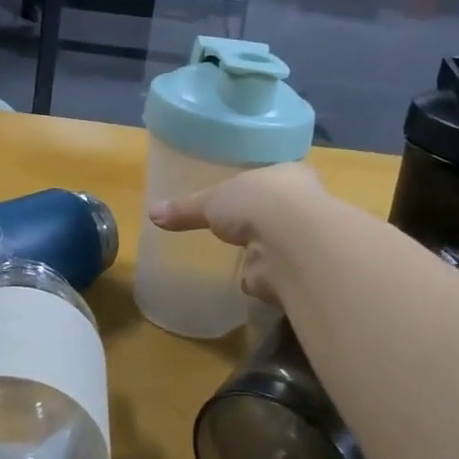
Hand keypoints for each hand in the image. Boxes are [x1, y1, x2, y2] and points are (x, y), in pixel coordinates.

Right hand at [148, 161, 327, 303]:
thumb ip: (185, 209)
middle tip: (241, 230)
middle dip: (263, 223)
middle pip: (281, 213)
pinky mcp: (302, 274)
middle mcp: (304, 205)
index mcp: (287, 176)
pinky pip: (276, 276)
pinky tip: (250, 282)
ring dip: (266, 254)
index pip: (276, 179)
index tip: (247, 196)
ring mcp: (306, 242)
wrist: (293, 242)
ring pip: (282, 245)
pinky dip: (263, 280)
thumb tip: (153, 214)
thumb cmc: (256, 201)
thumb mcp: (212, 199)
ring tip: (245, 258)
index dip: (261, 188)